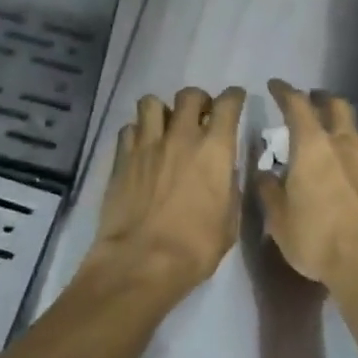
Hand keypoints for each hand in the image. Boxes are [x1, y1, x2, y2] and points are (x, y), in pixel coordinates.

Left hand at [85, 86, 246, 292]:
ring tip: (165, 127)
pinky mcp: (121, 158)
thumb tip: (224, 172)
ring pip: (151, 102)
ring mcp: (147, 145)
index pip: (228, 104)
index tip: (236, 100)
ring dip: (162, 110)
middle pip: (189, 95)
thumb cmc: (195, 247)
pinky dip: (137, 132)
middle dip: (198, 100)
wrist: (141, 262)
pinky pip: (128, 128)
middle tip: (200, 116)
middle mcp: (181, 137)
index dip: (234, 97)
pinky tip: (141, 148)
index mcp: (215, 150)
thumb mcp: (229, 220)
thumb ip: (229, 187)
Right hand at [255, 79, 357, 294]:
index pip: (297, 104)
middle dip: (321, 98)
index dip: (285, 91)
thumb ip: (269, 191)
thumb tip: (265, 174)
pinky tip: (354, 170)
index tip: (275, 86)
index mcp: (313, 145)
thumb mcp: (279, 219)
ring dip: (345, 125)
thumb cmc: (317, 238)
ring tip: (336, 136)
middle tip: (310, 102)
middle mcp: (345, 143)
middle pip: (337, 105)